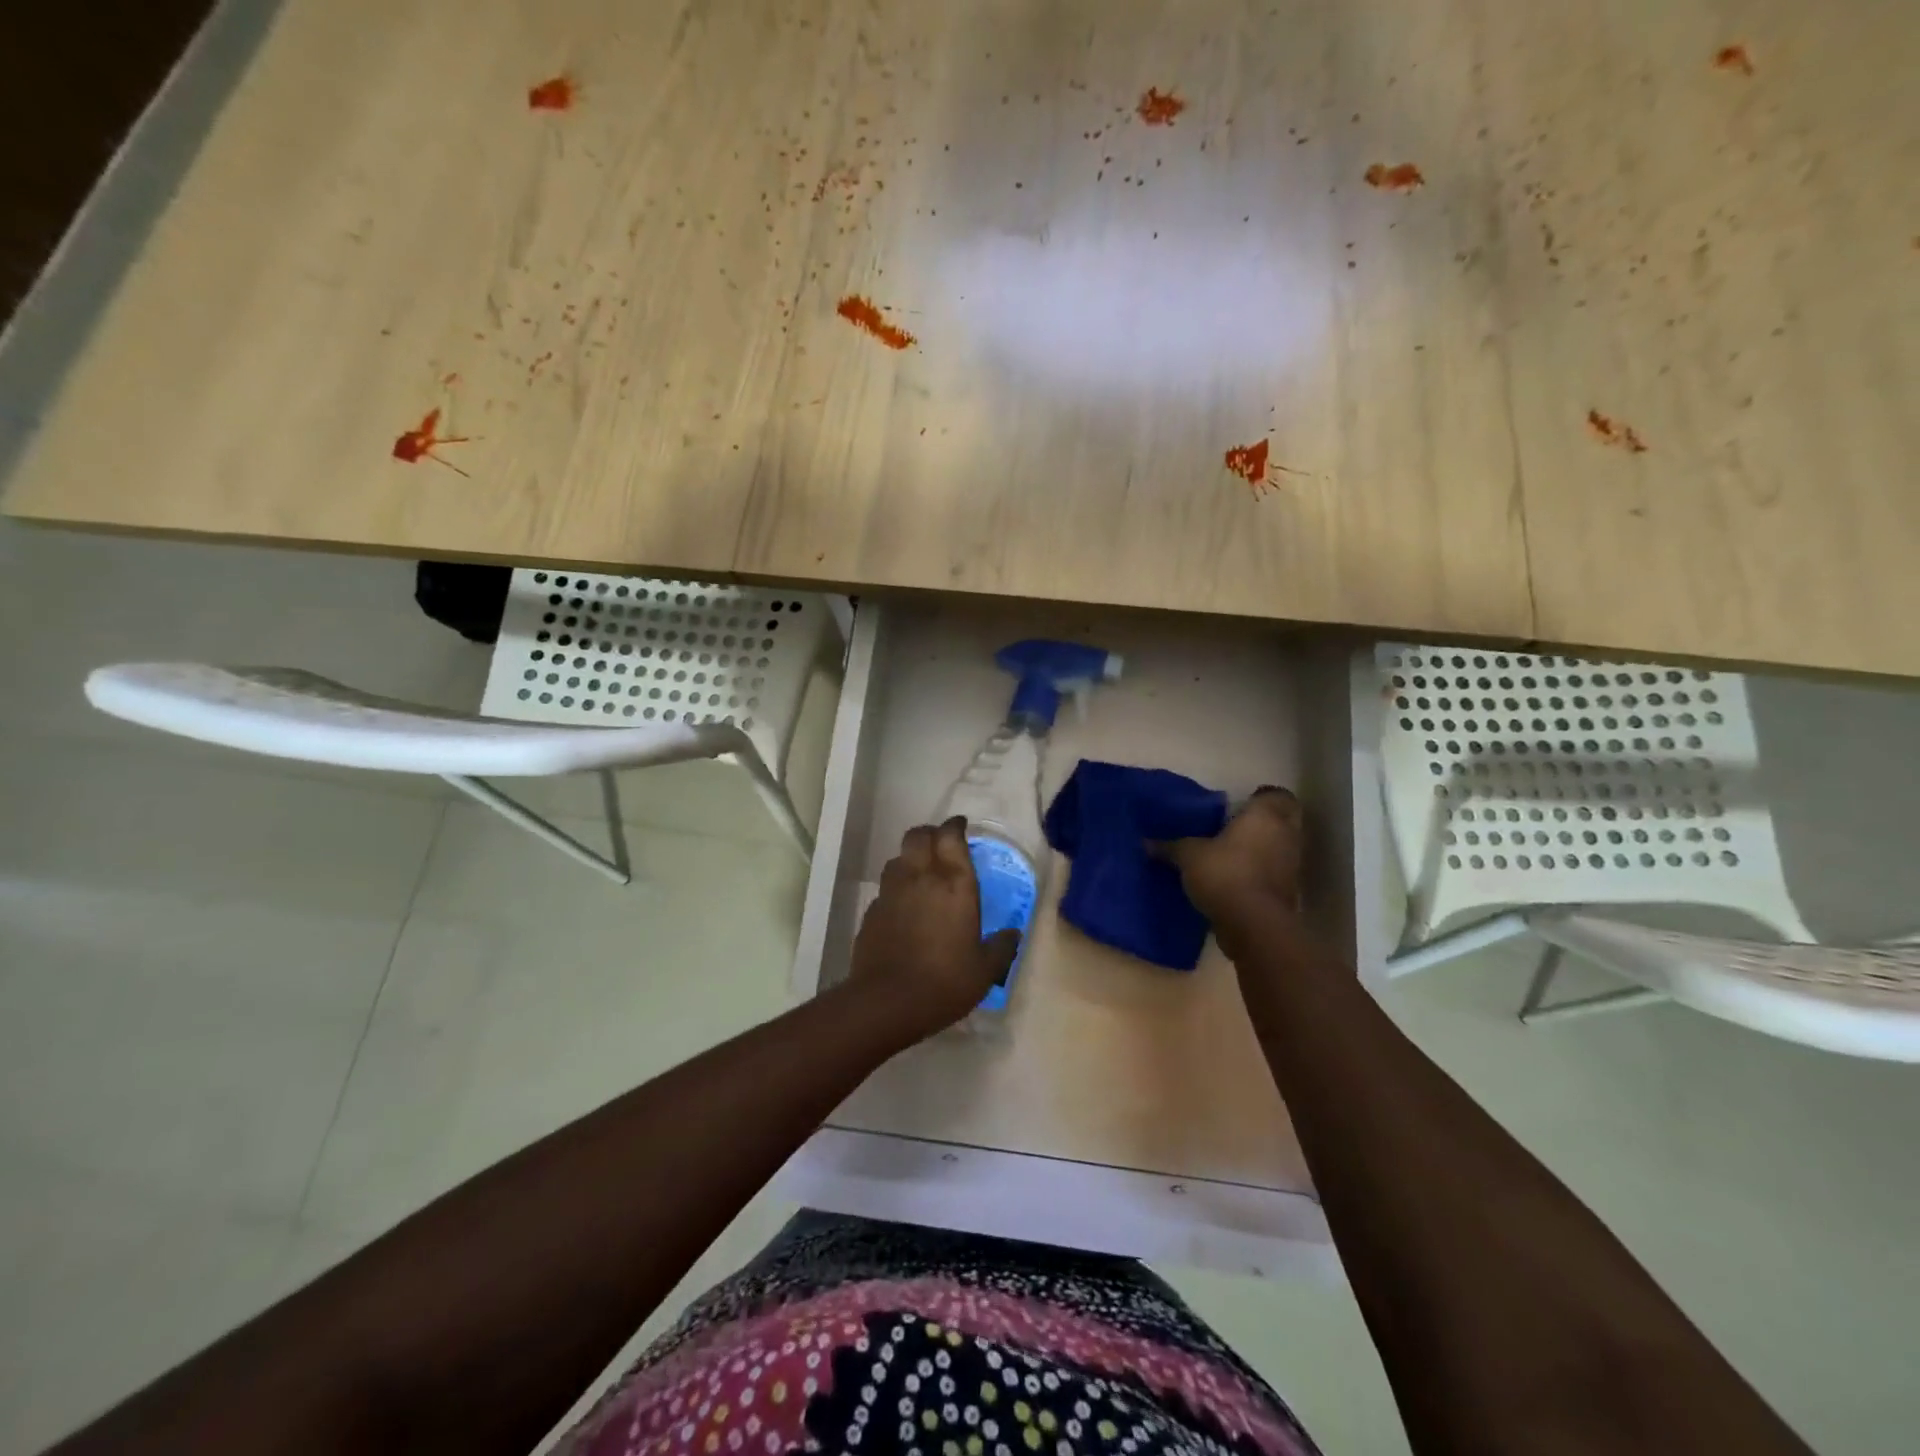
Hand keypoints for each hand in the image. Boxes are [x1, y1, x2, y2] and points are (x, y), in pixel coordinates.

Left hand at [849, 817, 1021, 1038]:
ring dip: (910, 858)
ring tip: (921, 873)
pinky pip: (886, 888)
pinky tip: (904, 908)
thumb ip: (1002, 948)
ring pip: (897, 858)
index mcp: (954, 883)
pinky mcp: (871, 911)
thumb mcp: (985, 970)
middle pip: (918, 836)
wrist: (887, 1002)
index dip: (955, 826)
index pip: (950, 835)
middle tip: (941, 845)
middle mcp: (920, 877)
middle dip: (930, 834)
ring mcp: (891, 892)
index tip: (961, 828)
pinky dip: (896, 888)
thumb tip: (1013, 935)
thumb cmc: (945, 982)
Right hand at [1164, 787, 1305, 924]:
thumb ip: (1170, 846)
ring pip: (1279, 849)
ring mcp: (1290, 867)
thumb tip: (1145, 842)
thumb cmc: (1224, 874)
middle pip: (1284, 821)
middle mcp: (1286, 836)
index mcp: (1265, 817)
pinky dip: (1259, 875)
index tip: (1240, 805)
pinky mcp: (1287, 893)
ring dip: (1261, 850)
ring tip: (1230, 856)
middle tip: (1235, 827)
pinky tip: (1233, 882)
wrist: (1253, 925)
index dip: (1261, 798)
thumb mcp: (1188, 856)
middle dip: (1264, 823)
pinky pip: (1273, 875)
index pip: (1277, 795)